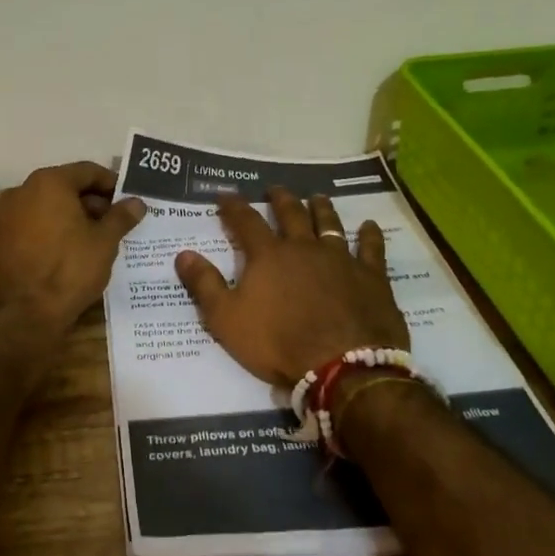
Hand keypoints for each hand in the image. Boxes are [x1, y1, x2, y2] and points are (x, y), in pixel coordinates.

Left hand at [0, 162, 146, 335]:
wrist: (22, 315)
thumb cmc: (69, 270)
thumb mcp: (104, 242)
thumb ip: (121, 216)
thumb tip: (136, 202)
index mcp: (49, 183)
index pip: (87, 171)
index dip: (111, 184)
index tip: (126, 200)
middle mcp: (21, 191)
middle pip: (63, 187)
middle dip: (89, 202)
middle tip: (112, 223)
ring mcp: (2, 216)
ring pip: (43, 208)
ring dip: (67, 217)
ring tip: (89, 240)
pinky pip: (27, 228)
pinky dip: (46, 233)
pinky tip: (61, 254)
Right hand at [175, 187, 408, 386]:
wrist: (342, 366)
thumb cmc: (278, 344)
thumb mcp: (226, 319)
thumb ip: (205, 284)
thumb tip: (183, 254)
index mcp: (268, 256)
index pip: (246, 221)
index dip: (233, 206)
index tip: (225, 194)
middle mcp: (304, 247)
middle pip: (291, 213)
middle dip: (280, 199)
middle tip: (275, 189)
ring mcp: (341, 259)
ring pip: (329, 223)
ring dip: (321, 208)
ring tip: (317, 197)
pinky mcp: (371, 276)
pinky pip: (371, 248)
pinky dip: (370, 235)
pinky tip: (370, 226)